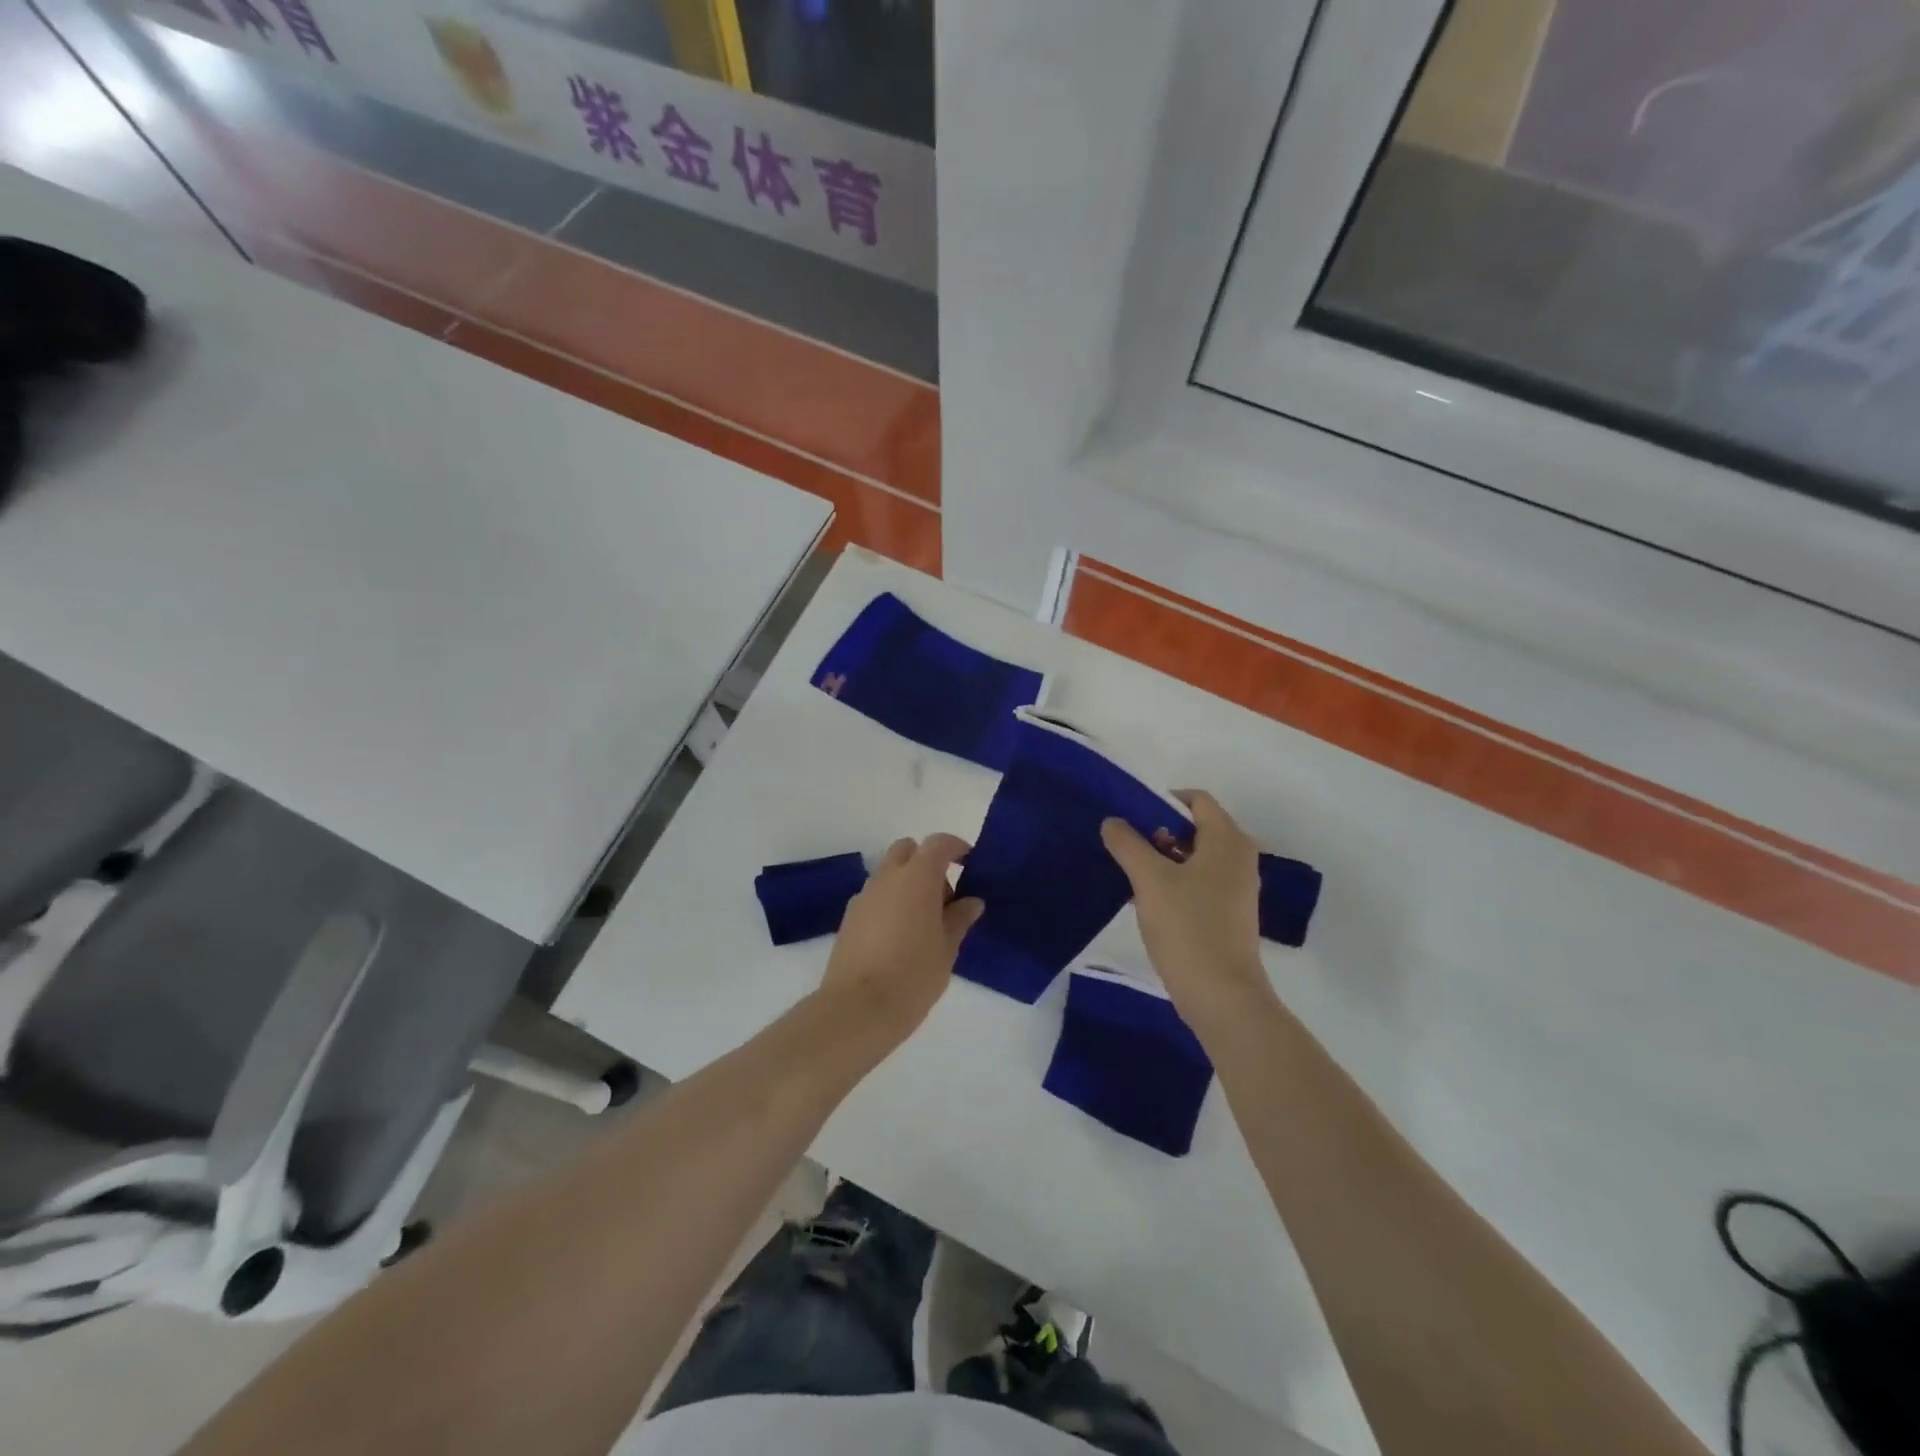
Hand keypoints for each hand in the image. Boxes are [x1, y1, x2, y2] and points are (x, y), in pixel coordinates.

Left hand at [815, 833, 982, 1047]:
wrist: (858, 1008)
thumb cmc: (914, 974)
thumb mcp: (948, 947)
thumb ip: (960, 918)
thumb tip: (971, 902)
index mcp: (917, 877)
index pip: (938, 843)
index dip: (956, 847)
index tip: (969, 863)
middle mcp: (887, 877)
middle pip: (908, 850)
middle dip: (927, 862)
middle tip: (944, 898)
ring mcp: (864, 896)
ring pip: (889, 873)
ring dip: (907, 883)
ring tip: (923, 923)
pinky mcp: (849, 918)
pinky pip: (875, 896)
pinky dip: (890, 902)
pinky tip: (899, 937)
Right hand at [1101, 791, 1271, 1030]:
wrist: (1221, 995)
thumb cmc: (1188, 927)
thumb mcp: (1149, 880)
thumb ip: (1128, 844)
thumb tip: (1113, 822)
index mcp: (1227, 841)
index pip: (1197, 800)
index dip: (1163, 800)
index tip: (1131, 813)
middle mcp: (1238, 858)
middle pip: (1196, 827)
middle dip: (1160, 830)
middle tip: (1127, 843)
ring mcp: (1236, 888)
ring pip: (1195, 857)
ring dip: (1163, 857)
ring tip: (1128, 869)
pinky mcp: (1228, 914)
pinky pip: (1198, 882)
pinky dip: (1174, 881)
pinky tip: (1143, 898)